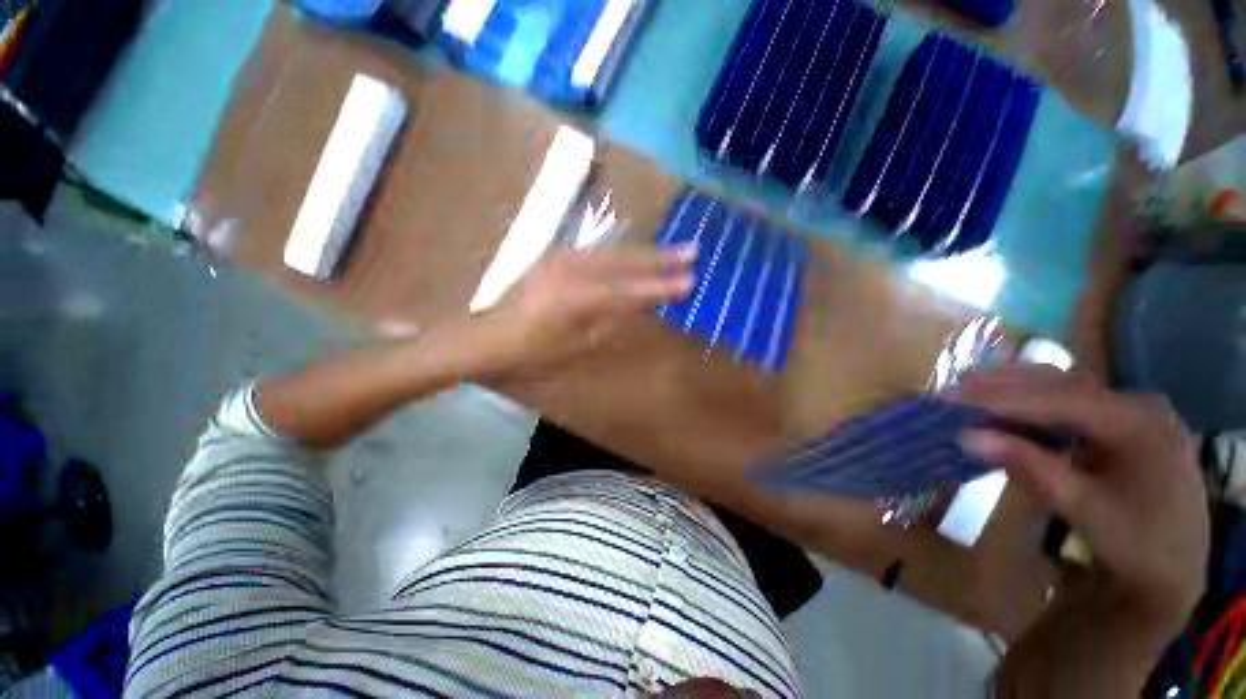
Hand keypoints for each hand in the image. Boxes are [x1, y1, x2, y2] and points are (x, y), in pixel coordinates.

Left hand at [481, 243, 696, 375]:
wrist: (484, 338)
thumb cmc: (530, 352)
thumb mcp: (574, 345)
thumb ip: (610, 321)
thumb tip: (640, 306)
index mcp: (577, 299)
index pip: (629, 290)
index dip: (660, 287)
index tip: (690, 282)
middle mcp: (571, 271)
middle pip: (624, 261)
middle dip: (660, 258)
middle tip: (691, 251)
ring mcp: (561, 260)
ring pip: (612, 252)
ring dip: (643, 251)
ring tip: (672, 248)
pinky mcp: (554, 257)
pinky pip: (595, 251)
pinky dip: (619, 252)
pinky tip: (632, 252)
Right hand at [950, 365, 1207, 630]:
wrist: (1174, 572)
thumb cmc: (1135, 544)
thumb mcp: (1083, 510)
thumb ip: (1029, 467)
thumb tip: (967, 438)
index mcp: (1138, 423)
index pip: (1060, 399)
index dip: (1003, 398)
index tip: (954, 398)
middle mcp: (1138, 405)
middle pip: (1063, 384)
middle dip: (1006, 385)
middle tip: (954, 388)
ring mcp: (1134, 412)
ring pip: (1068, 387)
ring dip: (1018, 386)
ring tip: (972, 386)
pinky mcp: (1125, 425)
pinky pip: (1075, 402)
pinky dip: (1037, 399)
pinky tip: (1012, 399)